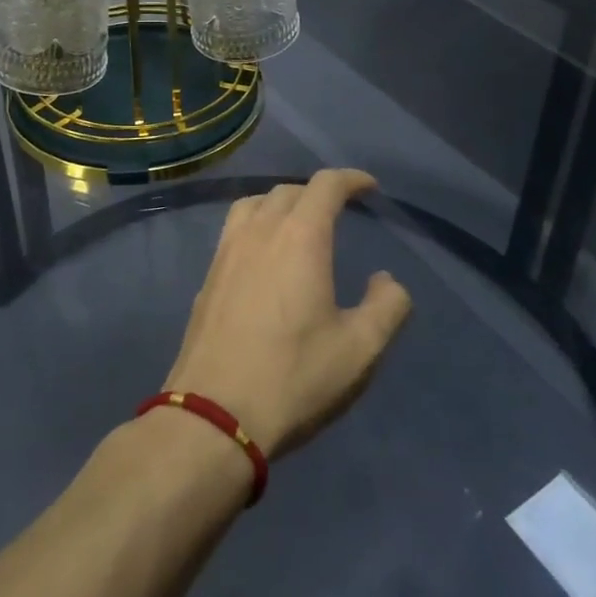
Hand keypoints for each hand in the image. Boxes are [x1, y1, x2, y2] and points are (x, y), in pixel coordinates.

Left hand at [164, 170, 413, 459]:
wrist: (213, 417)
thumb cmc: (293, 378)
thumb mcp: (360, 350)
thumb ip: (387, 307)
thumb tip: (385, 280)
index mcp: (299, 237)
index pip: (325, 186)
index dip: (350, 179)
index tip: (369, 187)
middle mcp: (260, 232)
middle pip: (288, 190)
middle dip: (317, 192)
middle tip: (339, 211)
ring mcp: (226, 252)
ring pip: (254, 204)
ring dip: (280, 203)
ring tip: (297, 224)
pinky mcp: (207, 277)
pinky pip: (234, 229)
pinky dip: (256, 224)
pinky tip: (263, 256)